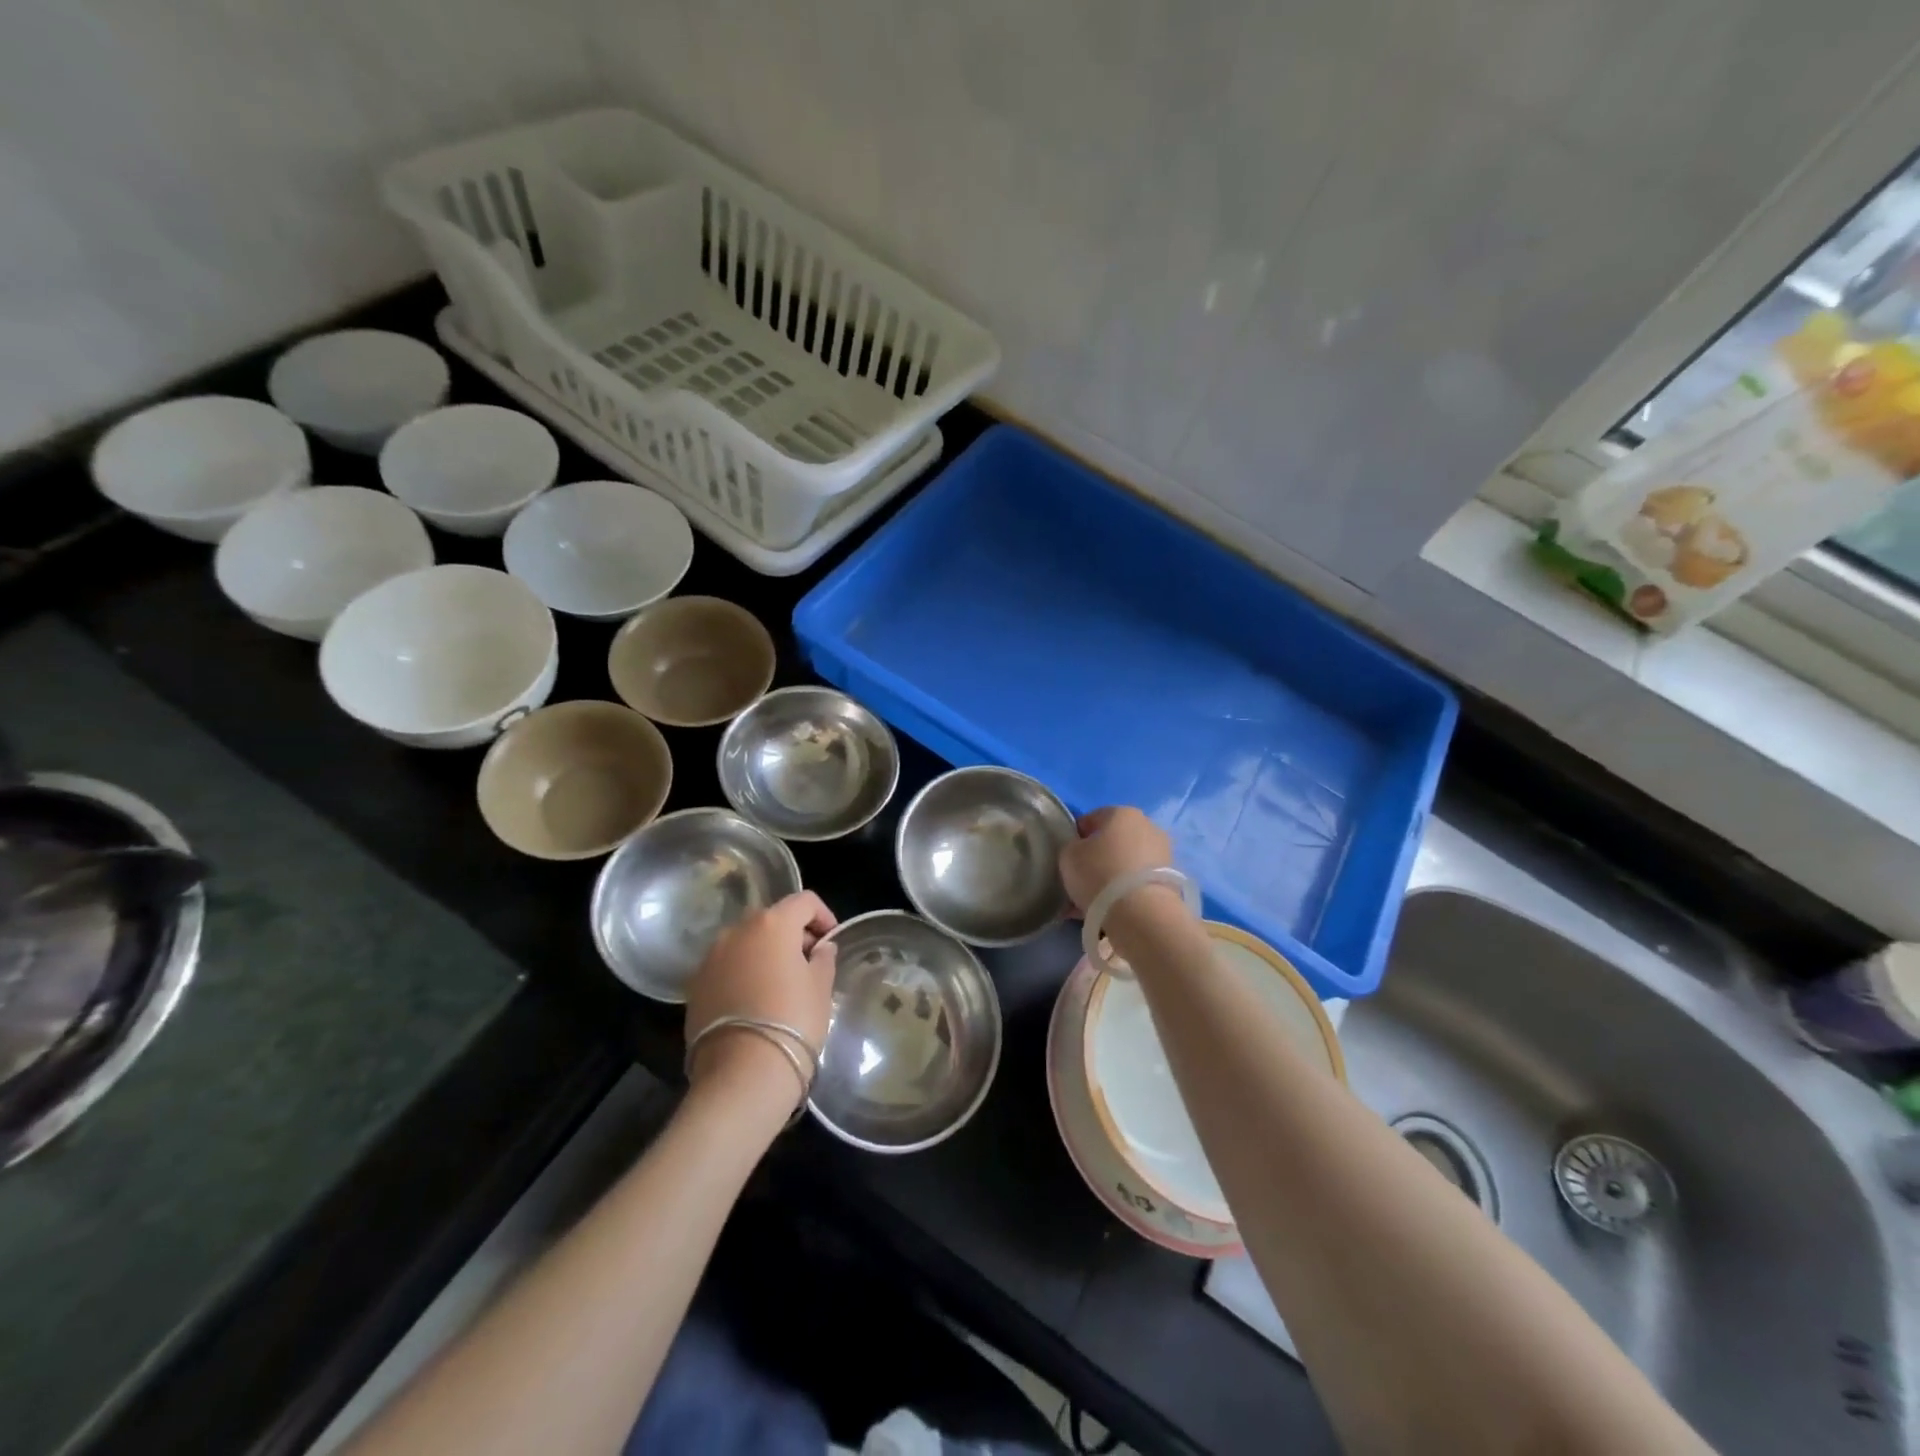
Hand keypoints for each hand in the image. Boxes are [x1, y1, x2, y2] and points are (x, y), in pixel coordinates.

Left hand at [685, 892, 837, 1108]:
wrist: (742, 1074)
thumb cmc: (793, 1021)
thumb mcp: (821, 987)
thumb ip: (823, 958)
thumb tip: (820, 948)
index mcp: (772, 923)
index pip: (804, 901)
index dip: (823, 915)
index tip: (831, 940)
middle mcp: (737, 931)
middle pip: (772, 919)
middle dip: (793, 935)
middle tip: (809, 964)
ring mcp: (711, 958)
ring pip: (746, 943)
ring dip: (765, 954)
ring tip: (781, 985)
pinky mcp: (695, 986)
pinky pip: (727, 967)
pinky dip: (743, 974)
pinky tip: (755, 1002)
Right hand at [1059, 806, 1173, 915]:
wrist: (1142, 914)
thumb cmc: (1100, 874)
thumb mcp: (1068, 855)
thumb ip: (1072, 847)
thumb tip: (1081, 850)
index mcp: (1122, 813)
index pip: (1092, 819)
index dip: (1077, 837)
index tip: (1069, 857)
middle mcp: (1148, 827)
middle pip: (1114, 841)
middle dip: (1098, 858)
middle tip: (1082, 879)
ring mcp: (1164, 854)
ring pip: (1127, 863)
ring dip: (1112, 877)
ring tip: (1095, 901)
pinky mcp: (1171, 880)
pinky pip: (1139, 882)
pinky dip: (1126, 892)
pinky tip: (1111, 909)